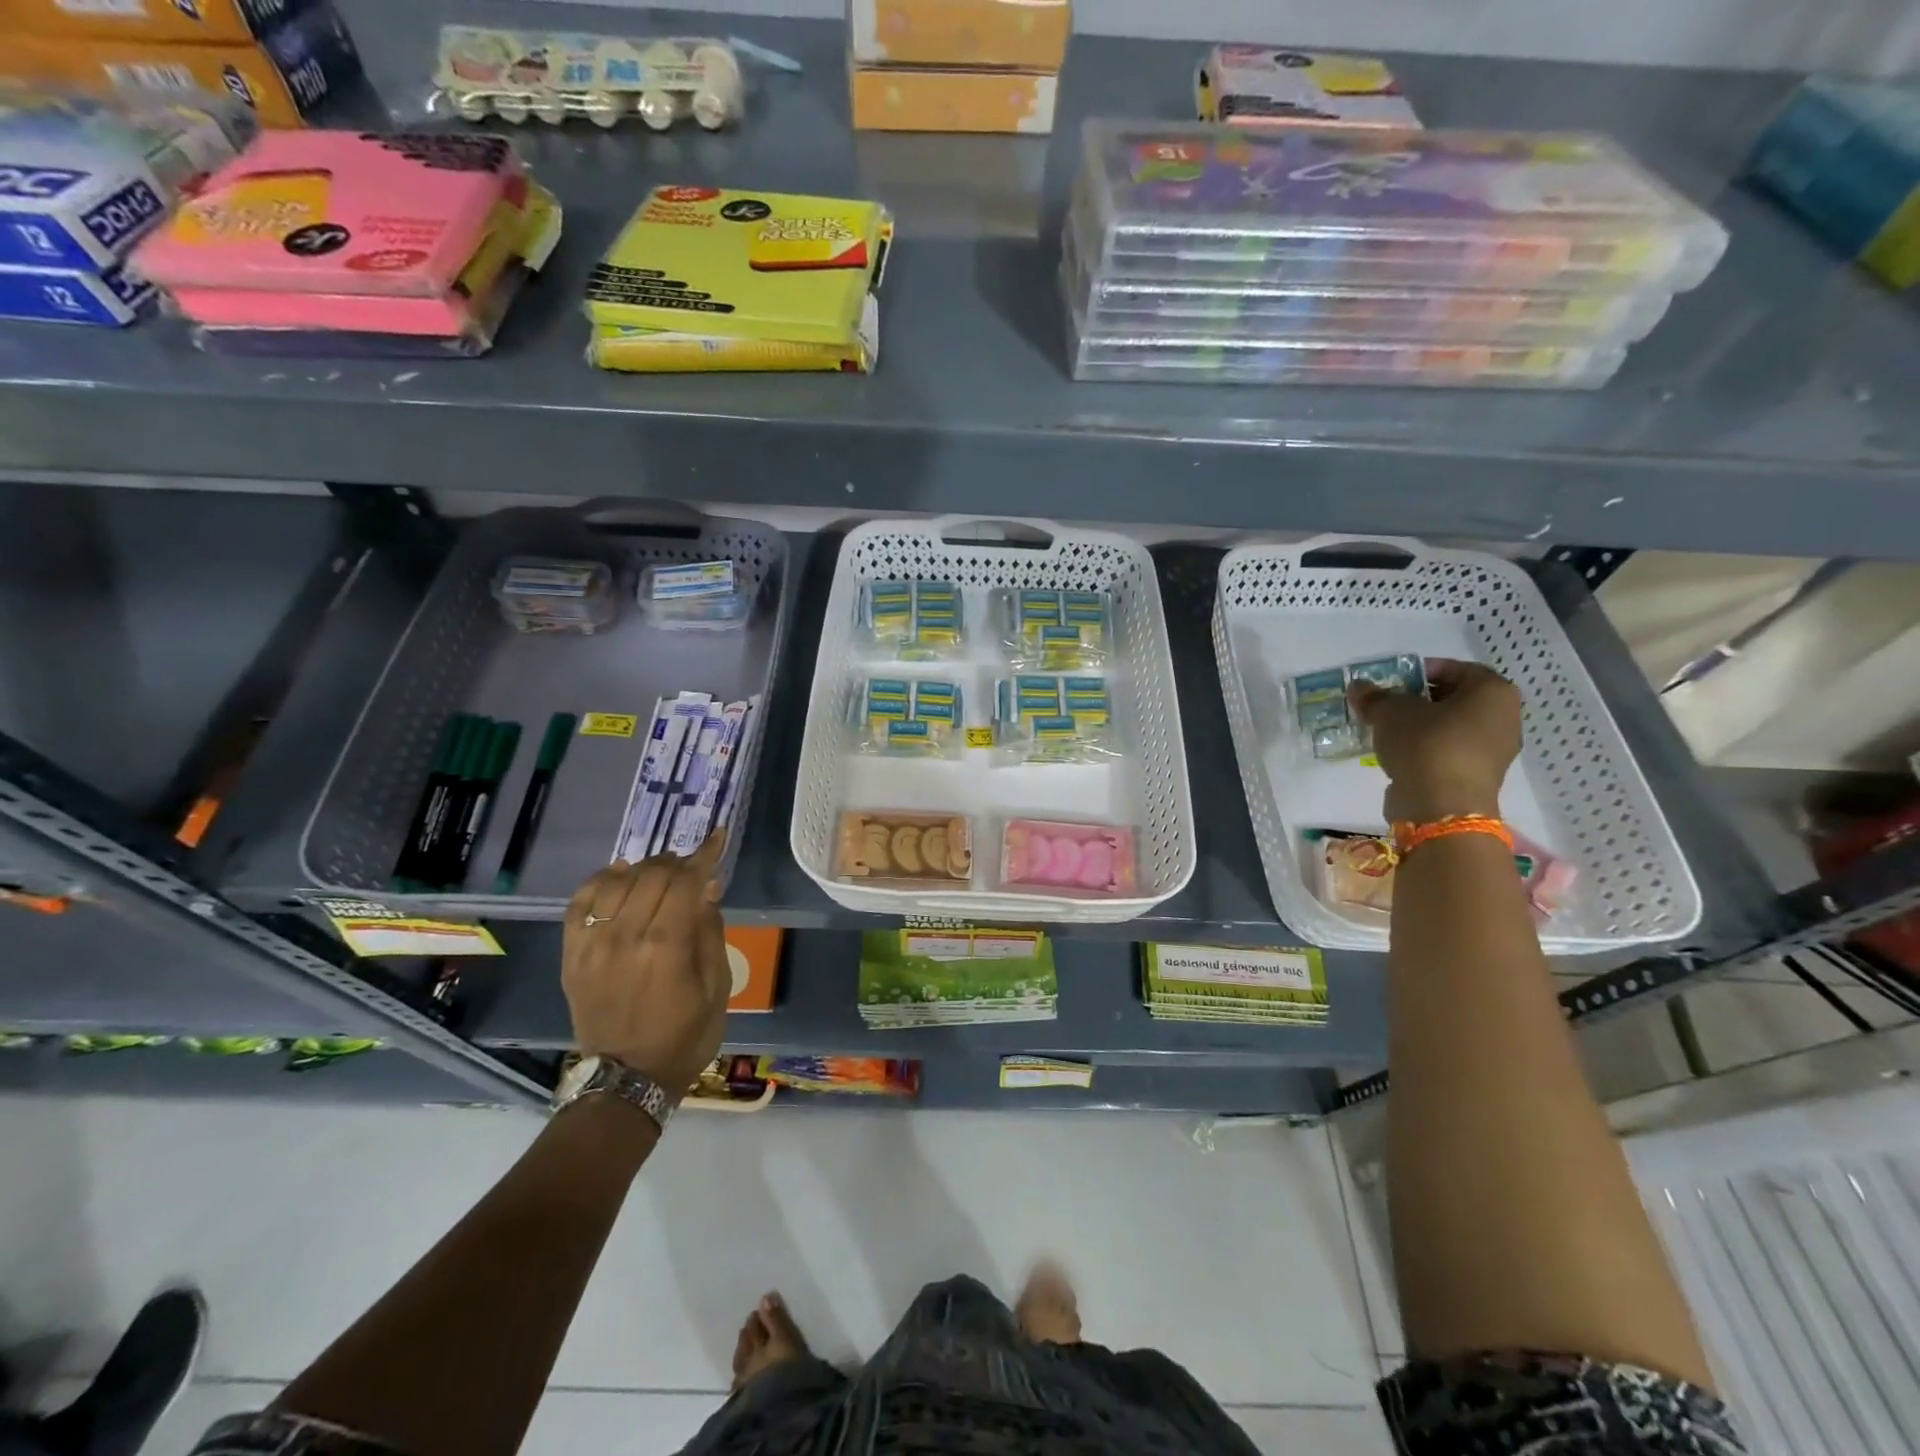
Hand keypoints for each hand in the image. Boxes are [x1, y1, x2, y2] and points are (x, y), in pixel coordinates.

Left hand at [562, 832, 728, 1100]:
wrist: (626, 1079)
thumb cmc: (685, 1035)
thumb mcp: (718, 987)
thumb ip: (711, 931)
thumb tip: (708, 888)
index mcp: (668, 946)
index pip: (687, 881)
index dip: (705, 854)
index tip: (718, 836)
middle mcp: (627, 936)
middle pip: (653, 874)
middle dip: (678, 861)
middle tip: (693, 866)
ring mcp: (593, 944)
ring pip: (618, 881)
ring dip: (644, 867)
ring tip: (660, 871)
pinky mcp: (573, 955)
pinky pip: (581, 902)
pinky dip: (601, 881)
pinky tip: (618, 876)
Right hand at [1348, 659, 1521, 823]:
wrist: (1441, 806)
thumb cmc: (1425, 744)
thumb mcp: (1391, 711)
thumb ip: (1375, 696)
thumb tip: (1360, 687)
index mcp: (1493, 691)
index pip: (1455, 669)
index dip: (1419, 671)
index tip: (1390, 681)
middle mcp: (1504, 717)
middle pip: (1453, 698)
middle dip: (1417, 699)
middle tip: (1384, 704)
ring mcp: (1494, 750)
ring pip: (1449, 727)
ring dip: (1419, 726)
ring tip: (1385, 730)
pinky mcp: (1477, 776)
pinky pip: (1447, 751)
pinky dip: (1425, 749)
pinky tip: (1397, 753)